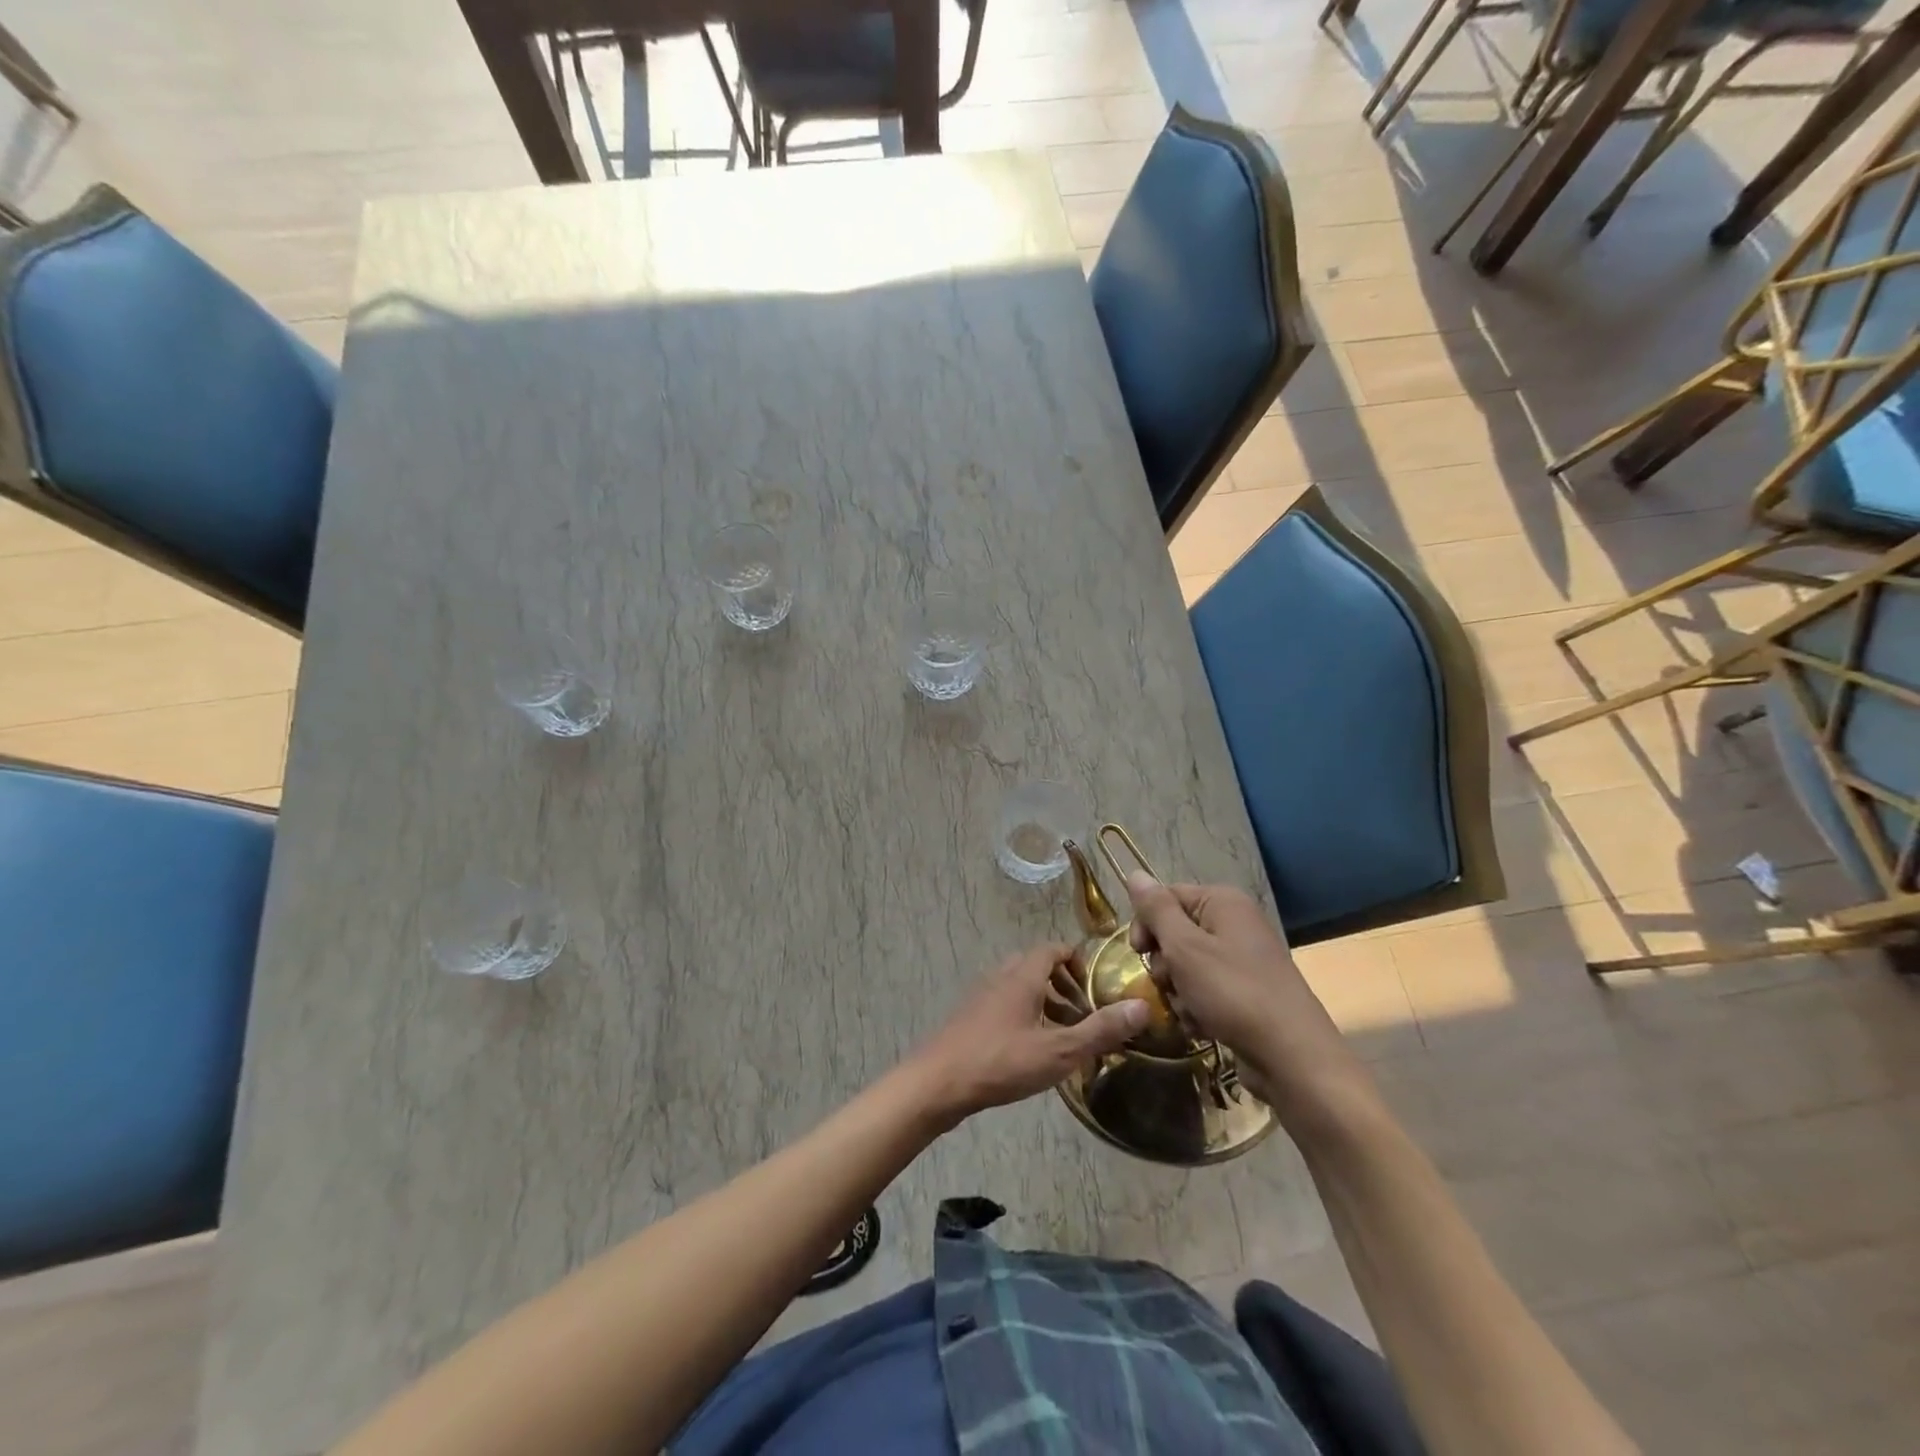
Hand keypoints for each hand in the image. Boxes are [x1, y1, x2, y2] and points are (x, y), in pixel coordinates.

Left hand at [908, 942, 1149, 1127]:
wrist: (937, 1083)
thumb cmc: (1001, 1061)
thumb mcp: (1058, 1050)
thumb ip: (1100, 1029)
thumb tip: (1142, 1007)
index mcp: (1022, 974)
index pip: (1054, 949)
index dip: (1078, 960)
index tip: (1098, 985)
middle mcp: (1001, 976)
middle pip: (1038, 966)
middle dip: (1064, 985)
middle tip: (1086, 1012)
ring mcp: (982, 996)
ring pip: (1021, 987)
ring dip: (1045, 1002)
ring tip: (1064, 1034)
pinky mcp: (970, 1018)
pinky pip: (1006, 1004)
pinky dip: (1025, 1015)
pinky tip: (1033, 1049)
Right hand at [1124, 875, 1367, 1117]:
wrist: (1292, 1057)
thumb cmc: (1233, 993)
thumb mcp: (1185, 947)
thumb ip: (1156, 910)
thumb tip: (1135, 873)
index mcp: (1223, 902)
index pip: (1166, 896)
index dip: (1146, 922)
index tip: (1138, 953)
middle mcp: (1234, 924)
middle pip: (1175, 932)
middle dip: (1164, 963)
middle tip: (1169, 983)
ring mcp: (1242, 960)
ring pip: (1186, 966)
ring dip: (1178, 991)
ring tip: (1189, 1011)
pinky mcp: (1244, 993)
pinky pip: (1205, 991)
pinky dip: (1197, 1008)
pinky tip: (1202, 1027)